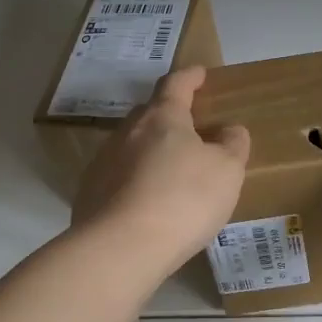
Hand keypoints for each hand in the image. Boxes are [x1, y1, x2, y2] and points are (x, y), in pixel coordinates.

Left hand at [73, 66, 250, 276]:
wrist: (121, 248)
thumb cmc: (183, 200)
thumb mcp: (226, 171)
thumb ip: (232, 145)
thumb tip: (229, 130)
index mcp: (162, 118)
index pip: (176, 85)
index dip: (190, 77)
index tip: (200, 73)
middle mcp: (127, 132)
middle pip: (149, 114)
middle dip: (168, 115)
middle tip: (189, 127)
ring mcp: (103, 162)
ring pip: (131, 146)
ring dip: (150, 150)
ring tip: (169, 170)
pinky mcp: (89, 194)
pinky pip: (118, 177)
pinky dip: (134, 180)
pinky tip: (146, 202)